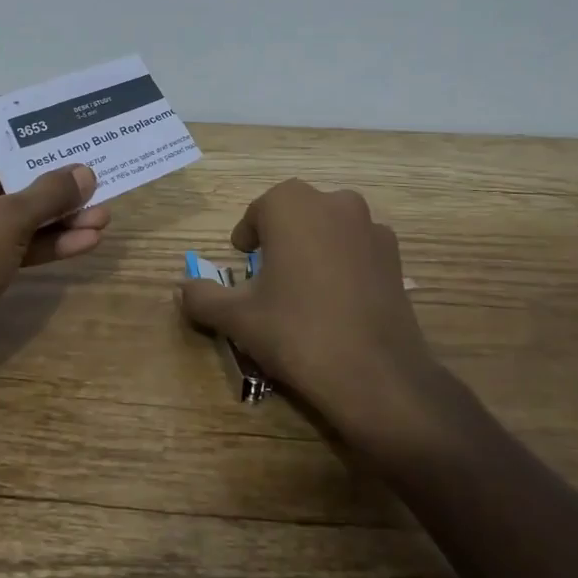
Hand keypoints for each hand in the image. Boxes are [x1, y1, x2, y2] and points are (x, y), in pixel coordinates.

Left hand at [0, 101, 110, 335]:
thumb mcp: (9, 220)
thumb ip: (50, 193)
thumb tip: (85, 172)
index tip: (33, 118)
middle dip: (45, 178)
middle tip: (87, 176)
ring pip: (4, 213)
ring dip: (51, 215)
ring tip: (101, 215)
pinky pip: (1, 243)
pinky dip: (37, 243)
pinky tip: (83, 244)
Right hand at [179, 179, 439, 443]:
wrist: (375, 375)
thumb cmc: (296, 332)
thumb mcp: (237, 318)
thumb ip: (203, 297)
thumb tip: (182, 289)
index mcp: (291, 204)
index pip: (259, 211)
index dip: (248, 238)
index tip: (244, 265)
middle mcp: (333, 202)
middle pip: (296, 214)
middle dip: (281, 239)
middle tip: (269, 278)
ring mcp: (371, 227)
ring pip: (330, 229)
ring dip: (314, 248)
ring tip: (305, 291)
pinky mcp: (395, 256)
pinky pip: (358, 250)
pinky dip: (345, 265)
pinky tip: (339, 303)